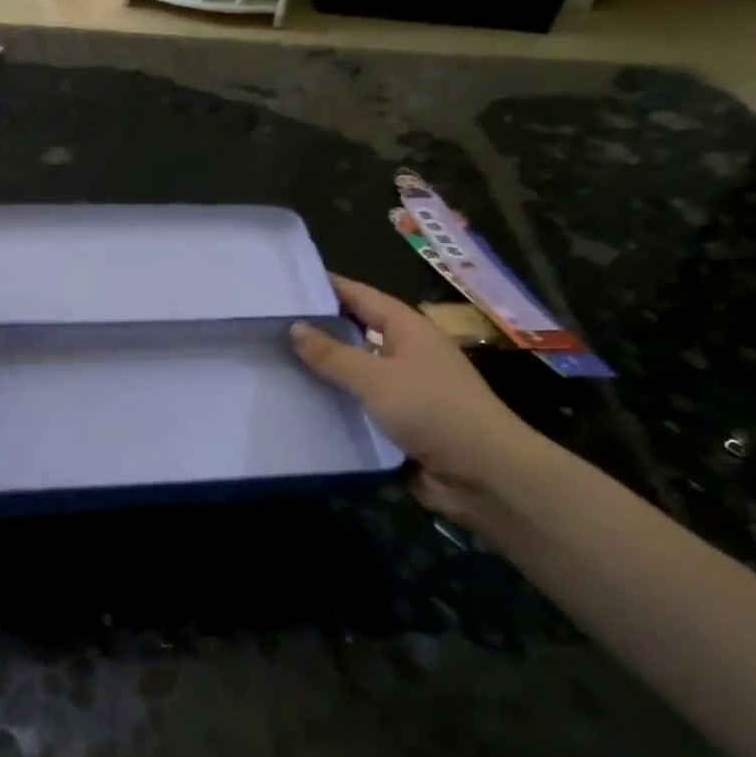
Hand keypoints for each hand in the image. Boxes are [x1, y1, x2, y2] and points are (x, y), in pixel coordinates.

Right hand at [290, 276, 542, 519]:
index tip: (291, 282)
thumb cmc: (433, 411)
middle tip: (272, 325)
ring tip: (276, 363)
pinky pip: (359, 407)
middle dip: (320, 329)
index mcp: (409, 330)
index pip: (363, 297)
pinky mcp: (399, 424)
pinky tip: (301, 405)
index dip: (331, 287)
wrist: (482, 474)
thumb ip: (333, 355)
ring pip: (356, 372)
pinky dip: (335, 404)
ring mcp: (404, 390)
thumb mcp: (377, 378)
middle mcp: (407, 354)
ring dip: (324, 371)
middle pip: (358, 333)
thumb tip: (295, 327)